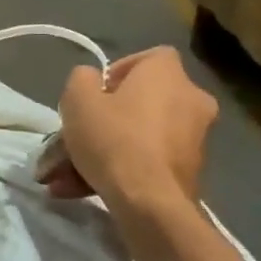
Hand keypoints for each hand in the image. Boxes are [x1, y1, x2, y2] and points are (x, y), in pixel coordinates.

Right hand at [42, 47, 216, 213]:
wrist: (149, 202)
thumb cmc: (114, 139)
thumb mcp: (78, 100)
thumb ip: (81, 79)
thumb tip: (91, 80)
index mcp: (167, 73)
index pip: (146, 58)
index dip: (115, 74)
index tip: (93, 96)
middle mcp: (191, 99)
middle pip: (140, 102)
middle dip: (104, 121)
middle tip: (74, 139)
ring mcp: (194, 138)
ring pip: (138, 137)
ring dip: (103, 152)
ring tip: (66, 176)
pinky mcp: (190, 171)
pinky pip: (147, 162)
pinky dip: (120, 171)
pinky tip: (83, 189)